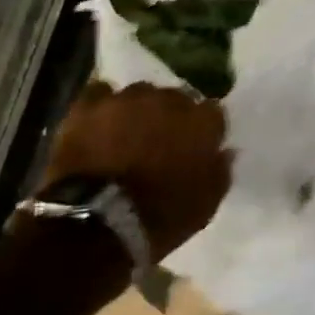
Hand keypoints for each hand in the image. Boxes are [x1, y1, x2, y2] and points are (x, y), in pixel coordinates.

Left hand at [41, 82, 229, 258]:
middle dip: (173, 115)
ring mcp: (127, 100)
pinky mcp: (88, 107)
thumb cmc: (162, 216)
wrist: (98, 221)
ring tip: (130, 130)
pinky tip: (101, 119)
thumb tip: (226, 151)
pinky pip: (100, 93)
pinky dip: (103, 104)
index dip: (205, 129)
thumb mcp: (206, 203)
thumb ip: (220, 171)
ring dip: (139, 109)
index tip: (199, 146)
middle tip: (163, 140)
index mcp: (202, 122)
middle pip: (177, 98)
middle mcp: (168, 101)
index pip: (213, 112)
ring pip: (140, 93)